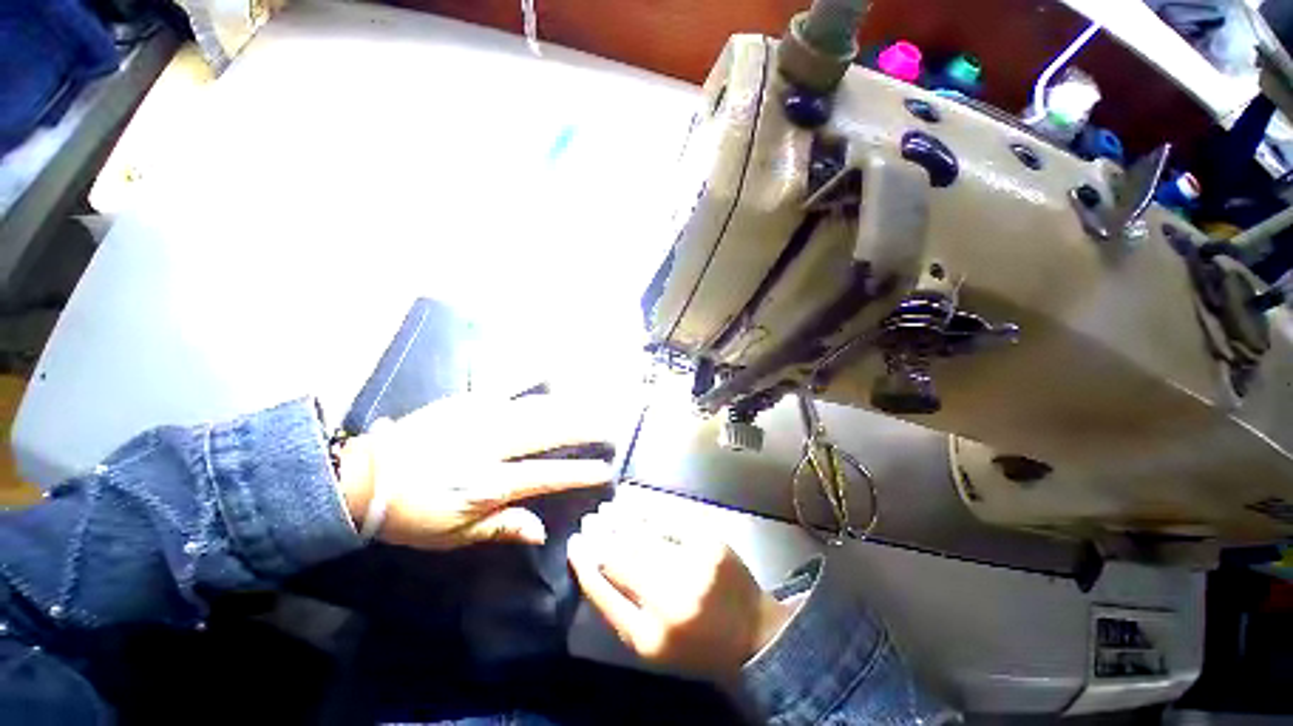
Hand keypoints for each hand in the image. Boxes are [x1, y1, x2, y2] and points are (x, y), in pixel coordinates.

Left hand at [338, 394, 615, 548]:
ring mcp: (480, 420)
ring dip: (568, 406)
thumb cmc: (412, 515)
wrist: (364, 478)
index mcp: (490, 483)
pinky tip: (549, 373)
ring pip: (535, 408)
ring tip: (592, 405)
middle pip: (549, 433)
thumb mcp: (454, 536)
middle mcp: (493, 447)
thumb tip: (540, 532)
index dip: (579, 473)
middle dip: (585, 430)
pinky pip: (504, 387)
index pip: (547, 476)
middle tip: (610, 427)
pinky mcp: (466, 403)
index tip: (605, 470)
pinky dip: (529, 379)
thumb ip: (501, 528)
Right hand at [567, 502, 795, 678]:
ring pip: (642, 535)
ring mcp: (692, 567)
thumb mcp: (651, 645)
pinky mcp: (710, 542)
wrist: (751, 634)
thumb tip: (592, 566)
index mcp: (648, 638)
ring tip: (605, 511)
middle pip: (620, 558)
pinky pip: (669, 520)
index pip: (602, 593)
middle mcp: (669, 602)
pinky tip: (633, 506)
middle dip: (599, 536)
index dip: (583, 564)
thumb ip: (620, 611)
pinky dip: (647, 511)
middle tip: (588, 522)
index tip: (573, 545)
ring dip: (618, 520)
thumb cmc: (696, 644)